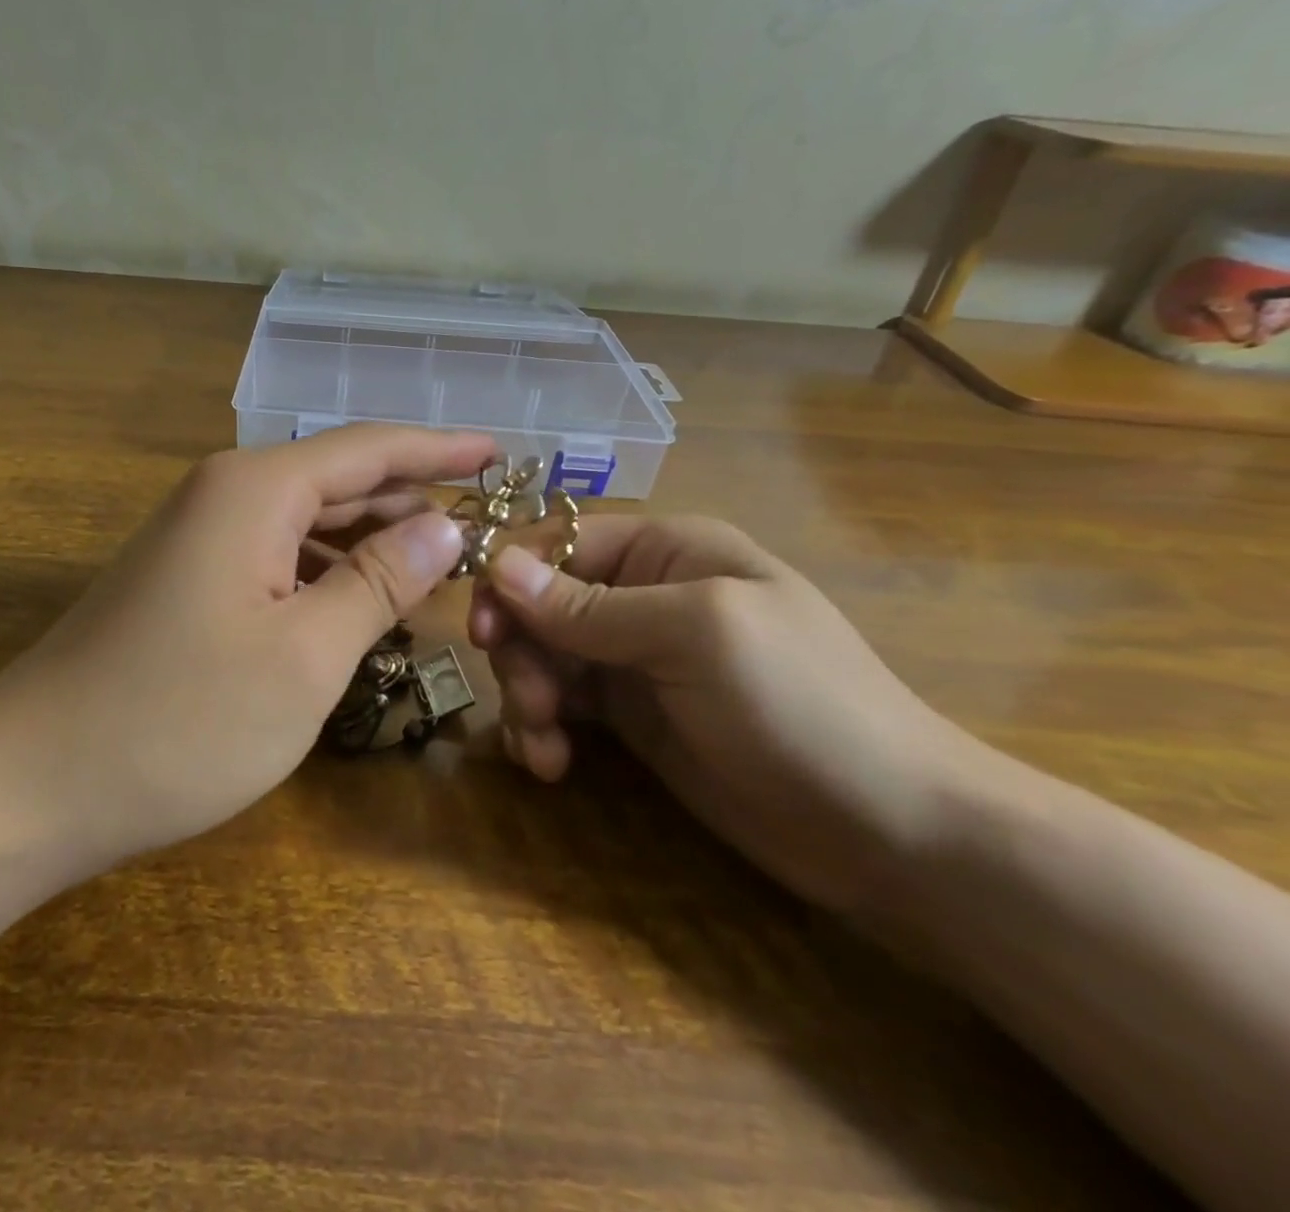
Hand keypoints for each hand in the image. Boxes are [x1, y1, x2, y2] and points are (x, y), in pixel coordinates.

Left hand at [0, 425, 495, 865]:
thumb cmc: (180, 719)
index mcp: (256, 490)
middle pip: (339, 480)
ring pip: (309, 523)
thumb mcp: (306, 655)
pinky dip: (328, 574)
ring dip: (372, 542)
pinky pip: (278, 558)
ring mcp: (200, 539)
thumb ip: (380, 581)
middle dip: (411, 499)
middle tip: (484, 522)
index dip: (439, 449)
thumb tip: (443, 524)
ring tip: (439, 565)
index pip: (369, 449)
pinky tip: (363, 605)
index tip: (499, 451)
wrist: (32, 781)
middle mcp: (226, 495)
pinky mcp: (187, 581)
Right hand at [470, 516, 987, 914]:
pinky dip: (544, 729)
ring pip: (542, 657)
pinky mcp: (631, 717)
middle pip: (539, 604)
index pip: (558, 543)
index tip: (482, 630)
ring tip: (543, 745)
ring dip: (527, 695)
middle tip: (530, 702)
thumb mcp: (694, 635)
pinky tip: (549, 763)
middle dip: (521, 650)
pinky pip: (562, 705)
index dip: (511, 579)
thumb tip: (498, 565)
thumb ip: (590, 606)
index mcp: (664, 551)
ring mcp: (634, 659)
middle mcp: (641, 596)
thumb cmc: (800, 703)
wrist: (891, 830)